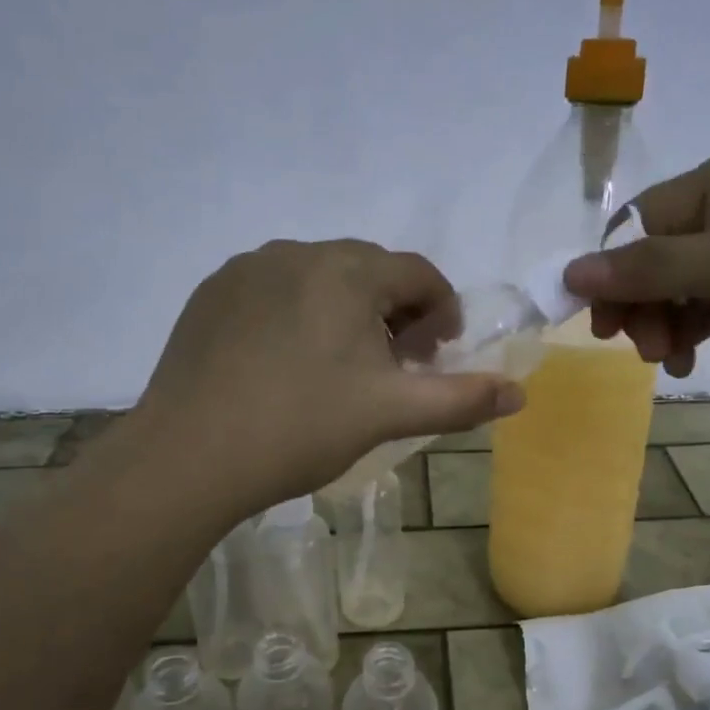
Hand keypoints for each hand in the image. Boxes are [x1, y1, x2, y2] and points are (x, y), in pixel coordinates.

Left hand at [134, 239, 522, 508]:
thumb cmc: (301, 428)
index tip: (438, 354)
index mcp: (347, 272)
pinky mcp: (210, 294)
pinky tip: (286, 363)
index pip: (418, 273)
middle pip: (369, 271)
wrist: (189, 456)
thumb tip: (519, 394)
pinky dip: (297, 314)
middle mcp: (296, 253)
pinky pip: (274, 290)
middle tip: (395, 364)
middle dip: (396, 311)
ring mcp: (246, 270)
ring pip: (319, 278)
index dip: (442, 310)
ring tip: (341, 365)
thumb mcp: (391, 414)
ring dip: (346, 310)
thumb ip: (461, 399)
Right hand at [562, 149, 709, 377]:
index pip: (638, 226)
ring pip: (685, 283)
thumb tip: (569, 273)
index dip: (613, 276)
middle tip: (647, 351)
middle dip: (644, 305)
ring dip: (668, 322)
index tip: (603, 327)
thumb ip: (646, 268)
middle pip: (657, 257)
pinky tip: (690, 357)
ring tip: (672, 363)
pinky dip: (697, 326)